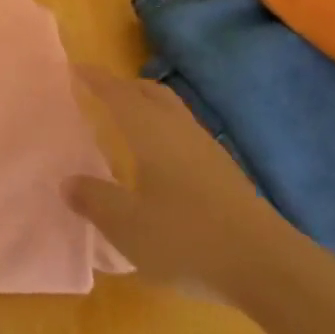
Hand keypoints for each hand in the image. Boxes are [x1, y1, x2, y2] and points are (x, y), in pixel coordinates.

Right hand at [64, 66, 292, 305]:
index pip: (118, 95)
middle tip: (101, 90)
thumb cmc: (186, 238)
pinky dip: (165, 132)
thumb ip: (94, 200)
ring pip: (172, 112)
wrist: (266, 266)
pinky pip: (186, 135)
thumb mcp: (126, 225)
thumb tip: (68, 182)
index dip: (96, 80)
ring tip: (128, 120)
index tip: (76, 67)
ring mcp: (207, 151)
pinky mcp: (225, 174)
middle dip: (125, 86)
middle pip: (151, 93)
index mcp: (151, 132)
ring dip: (148, 107)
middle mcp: (179, 131)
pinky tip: (161, 160)